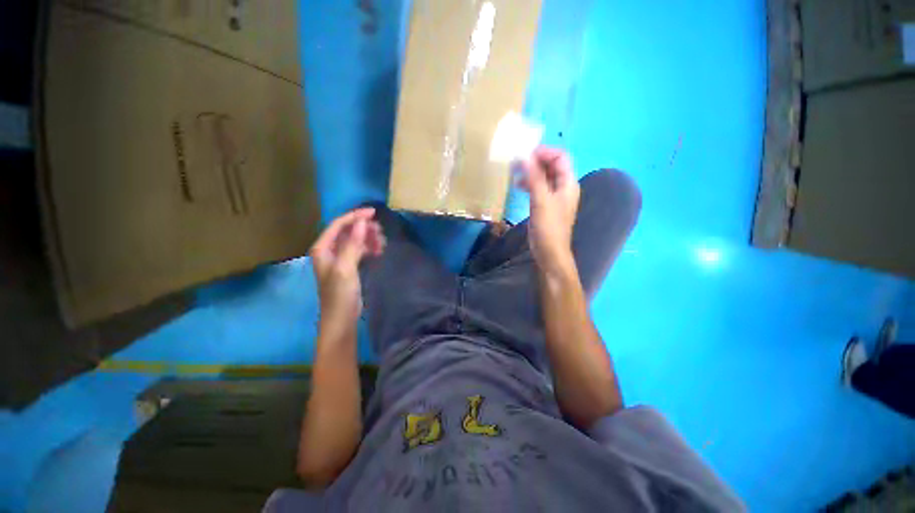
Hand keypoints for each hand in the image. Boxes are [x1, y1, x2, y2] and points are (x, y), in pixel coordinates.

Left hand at [309, 208, 384, 338]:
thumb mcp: (345, 269)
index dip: (355, 216)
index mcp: (322, 248)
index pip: (338, 225)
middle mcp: (329, 250)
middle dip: (364, 228)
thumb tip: (362, 222)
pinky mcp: (349, 266)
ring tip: (383, 243)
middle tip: (381, 232)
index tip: (374, 213)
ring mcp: (339, 258)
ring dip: (369, 238)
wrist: (341, 319)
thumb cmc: (340, 295)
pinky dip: (369, 248)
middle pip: (348, 231)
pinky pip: (359, 250)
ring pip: (355, 240)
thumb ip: (352, 245)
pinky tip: (379, 251)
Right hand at [517, 146, 579, 275]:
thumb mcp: (541, 201)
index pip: (560, 157)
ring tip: (514, 171)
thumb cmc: (548, 227)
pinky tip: (517, 185)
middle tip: (517, 161)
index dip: (544, 152)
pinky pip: (538, 188)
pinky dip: (529, 183)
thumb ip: (534, 178)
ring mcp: (553, 197)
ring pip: (543, 177)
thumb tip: (525, 156)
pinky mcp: (545, 205)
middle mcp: (563, 187)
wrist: (549, 252)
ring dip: (530, 172)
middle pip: (551, 166)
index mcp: (567, 183)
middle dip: (535, 161)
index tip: (525, 153)